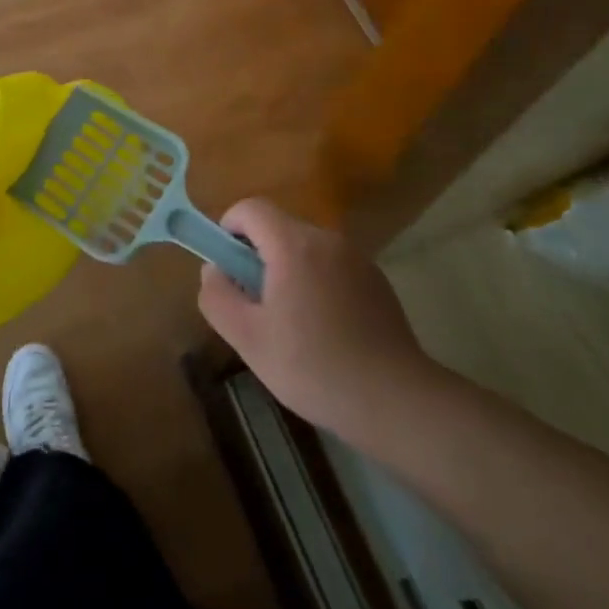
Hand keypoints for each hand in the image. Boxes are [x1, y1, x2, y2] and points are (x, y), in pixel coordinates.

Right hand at [198, 198, 438, 438]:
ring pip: (306, 250)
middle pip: (279, 228)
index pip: (251, 208)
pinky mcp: (377, 280)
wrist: (395, 400)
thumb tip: (213, 270)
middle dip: (258, 257)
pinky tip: (326, 332)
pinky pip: (333, 267)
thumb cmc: (313, 367)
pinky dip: (318, 284)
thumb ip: (218, 297)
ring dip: (288, 272)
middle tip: (256, 306)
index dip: (229, 228)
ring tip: (291, 325)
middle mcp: (327, 240)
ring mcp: (357, 258)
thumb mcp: (249, 339)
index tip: (227, 267)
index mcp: (294, 245)